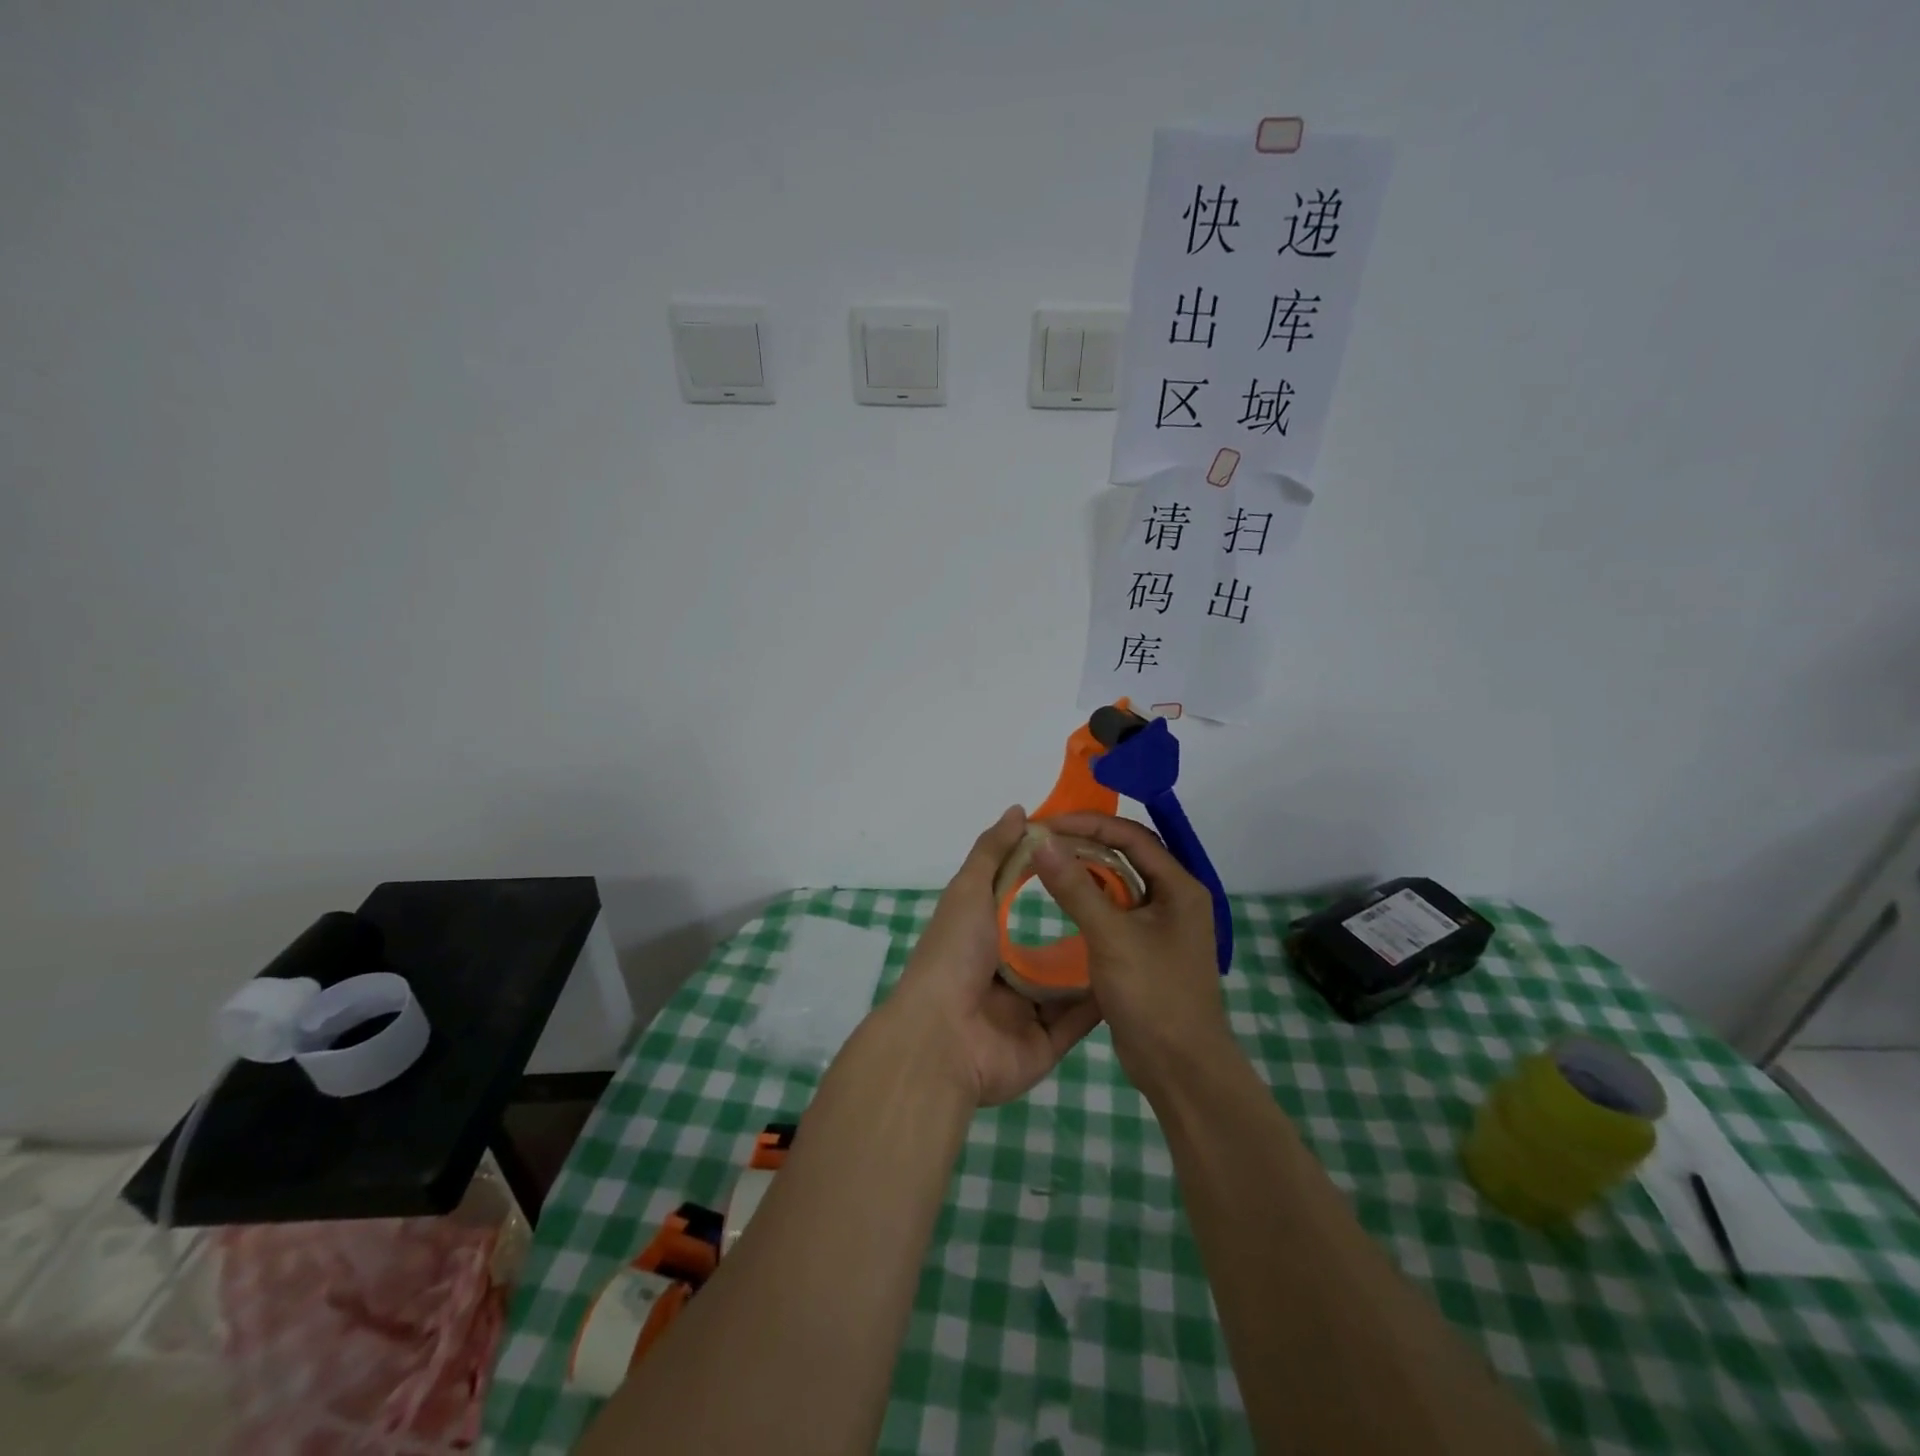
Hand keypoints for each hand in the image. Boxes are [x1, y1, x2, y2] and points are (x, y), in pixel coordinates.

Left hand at [884, 806, 1104, 1106]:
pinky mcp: (1047, 1044)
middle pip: (1049, 944)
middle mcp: (1003, 973)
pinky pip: (1080, 1020)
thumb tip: (1019, 811)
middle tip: (1128, 900)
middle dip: (1083, 923)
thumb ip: (993, 851)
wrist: (944, 1038)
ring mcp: (1026, 1011)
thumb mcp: (969, 891)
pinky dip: (1102, 1001)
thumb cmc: (954, 955)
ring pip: (1069, 983)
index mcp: (981, 936)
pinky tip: (1134, 976)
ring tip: (1139, 934)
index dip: (1052, 878)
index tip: (1093, 857)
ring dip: (1097, 962)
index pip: (1020, 901)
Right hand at [1031, 813, 1231, 1101]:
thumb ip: (1076, 888)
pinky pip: (1116, 910)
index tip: (1048, 825)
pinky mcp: (1146, 948)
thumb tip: (1042, 842)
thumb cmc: (1154, 996)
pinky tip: (1063, 900)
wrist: (1181, 1068)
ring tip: (1047, 863)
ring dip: (1086, 871)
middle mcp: (1175, 898)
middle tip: (1043, 840)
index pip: (1132, 836)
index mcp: (1180, 887)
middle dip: (1085, 843)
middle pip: (1127, 855)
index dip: (1089, 824)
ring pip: (1120, 883)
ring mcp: (1161, 925)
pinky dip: (1090, 899)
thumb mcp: (1112, 937)